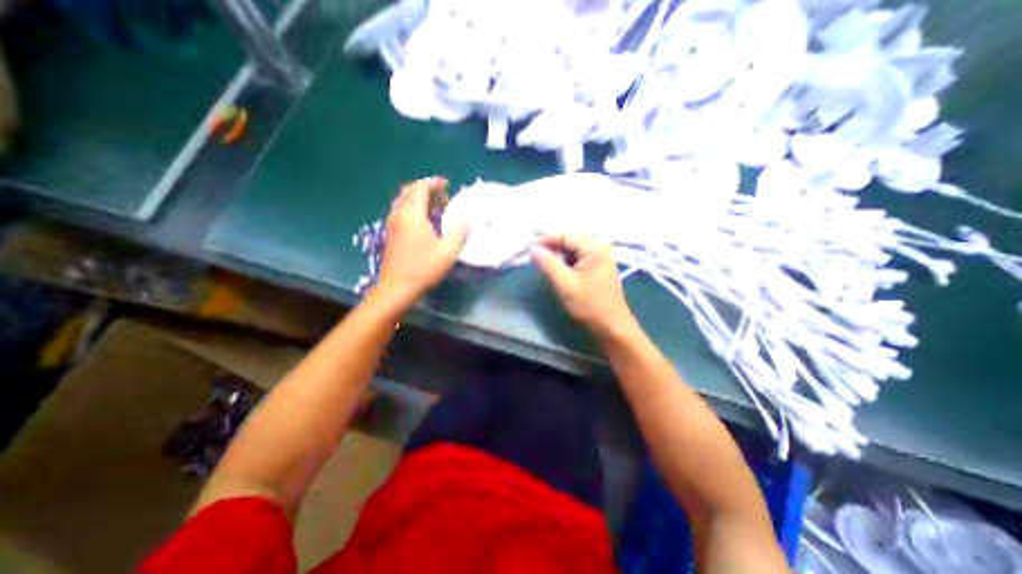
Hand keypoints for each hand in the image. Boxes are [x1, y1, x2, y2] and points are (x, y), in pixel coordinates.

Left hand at [374, 178, 470, 306]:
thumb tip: (466, 217)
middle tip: (443, 198)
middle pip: (409, 192)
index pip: (420, 187)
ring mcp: (392, 224)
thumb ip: (459, 231)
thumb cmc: (423, 269)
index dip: (434, 183)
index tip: (448, 185)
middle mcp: (398, 214)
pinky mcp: (391, 234)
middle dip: (426, 190)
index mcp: (412, 214)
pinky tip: (425, 223)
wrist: (396, 289)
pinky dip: (413, 210)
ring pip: (404, 202)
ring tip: (436, 209)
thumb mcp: (448, 251)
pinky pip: (401, 212)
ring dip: (419, 200)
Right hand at [531, 232, 637, 340]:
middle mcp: (599, 247)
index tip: (528, 248)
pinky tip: (558, 270)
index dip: (545, 239)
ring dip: (557, 255)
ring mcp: (600, 257)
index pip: (565, 235)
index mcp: (594, 247)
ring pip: (572, 249)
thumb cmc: (589, 305)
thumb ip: (548, 263)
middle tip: (534, 257)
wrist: (611, 326)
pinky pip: (577, 258)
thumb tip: (532, 248)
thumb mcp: (565, 284)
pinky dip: (565, 262)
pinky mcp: (597, 267)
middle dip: (551, 247)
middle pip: (569, 240)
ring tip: (544, 264)